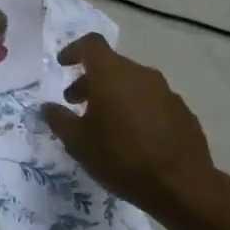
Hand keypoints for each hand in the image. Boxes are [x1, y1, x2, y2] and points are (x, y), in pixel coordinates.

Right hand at [42, 34, 229, 224]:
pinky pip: (152, 101)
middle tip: (76, 103)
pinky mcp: (182, 110)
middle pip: (111, 65)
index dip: (73, 50)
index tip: (63, 64)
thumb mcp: (78, 142)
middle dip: (90, 80)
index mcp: (112, 74)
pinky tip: (133, 137)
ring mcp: (165, 91)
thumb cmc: (120, 157)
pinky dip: (137, 109)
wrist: (181, 185)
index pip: (91, 44)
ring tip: (104, 123)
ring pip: (132, 83)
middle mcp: (140, 74)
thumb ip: (59, 119)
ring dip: (114, 95)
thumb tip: (47, 107)